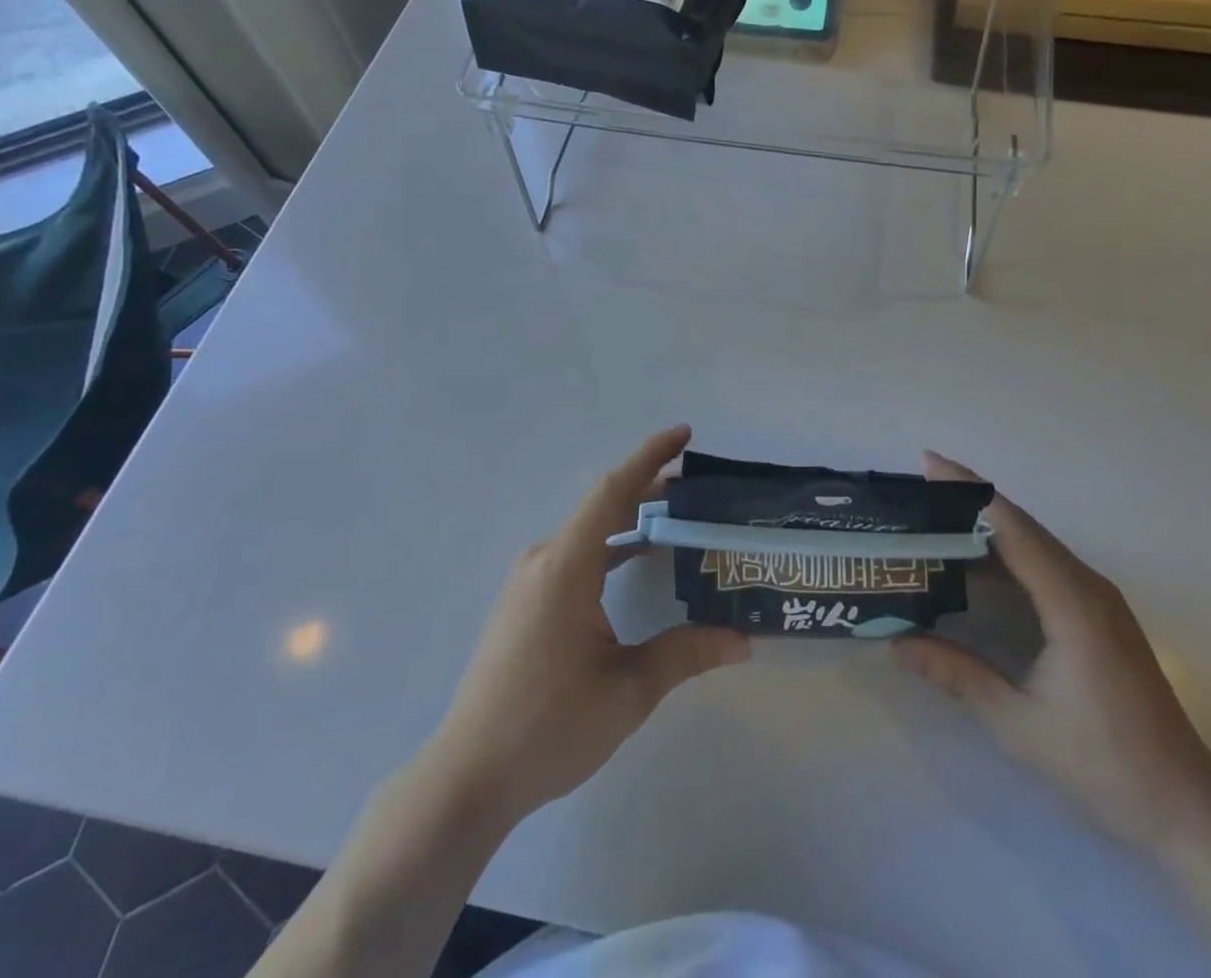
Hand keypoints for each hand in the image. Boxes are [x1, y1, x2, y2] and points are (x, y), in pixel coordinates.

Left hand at [424, 426, 750, 826]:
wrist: (468, 776)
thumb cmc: (549, 727)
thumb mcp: (628, 691)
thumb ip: (686, 654)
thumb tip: (743, 639)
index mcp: (567, 566)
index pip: (613, 490)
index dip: (650, 456)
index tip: (684, 434)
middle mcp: (544, 560)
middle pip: (602, 507)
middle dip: (650, 491)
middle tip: (697, 492)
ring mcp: (528, 581)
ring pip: (587, 533)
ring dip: (629, 523)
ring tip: (674, 525)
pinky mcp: (523, 603)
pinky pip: (573, 556)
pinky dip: (608, 549)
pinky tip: (632, 567)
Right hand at [893, 452, 1210, 850]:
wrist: (1187, 808)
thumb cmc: (1104, 764)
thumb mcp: (1019, 723)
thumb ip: (957, 675)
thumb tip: (895, 643)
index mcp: (1071, 601)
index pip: (1011, 526)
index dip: (968, 490)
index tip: (928, 462)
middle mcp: (1087, 586)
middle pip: (1022, 525)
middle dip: (970, 500)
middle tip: (920, 488)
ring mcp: (1098, 599)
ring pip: (1035, 543)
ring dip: (988, 525)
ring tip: (937, 518)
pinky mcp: (1100, 615)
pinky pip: (1046, 565)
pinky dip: (1007, 553)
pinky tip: (978, 565)